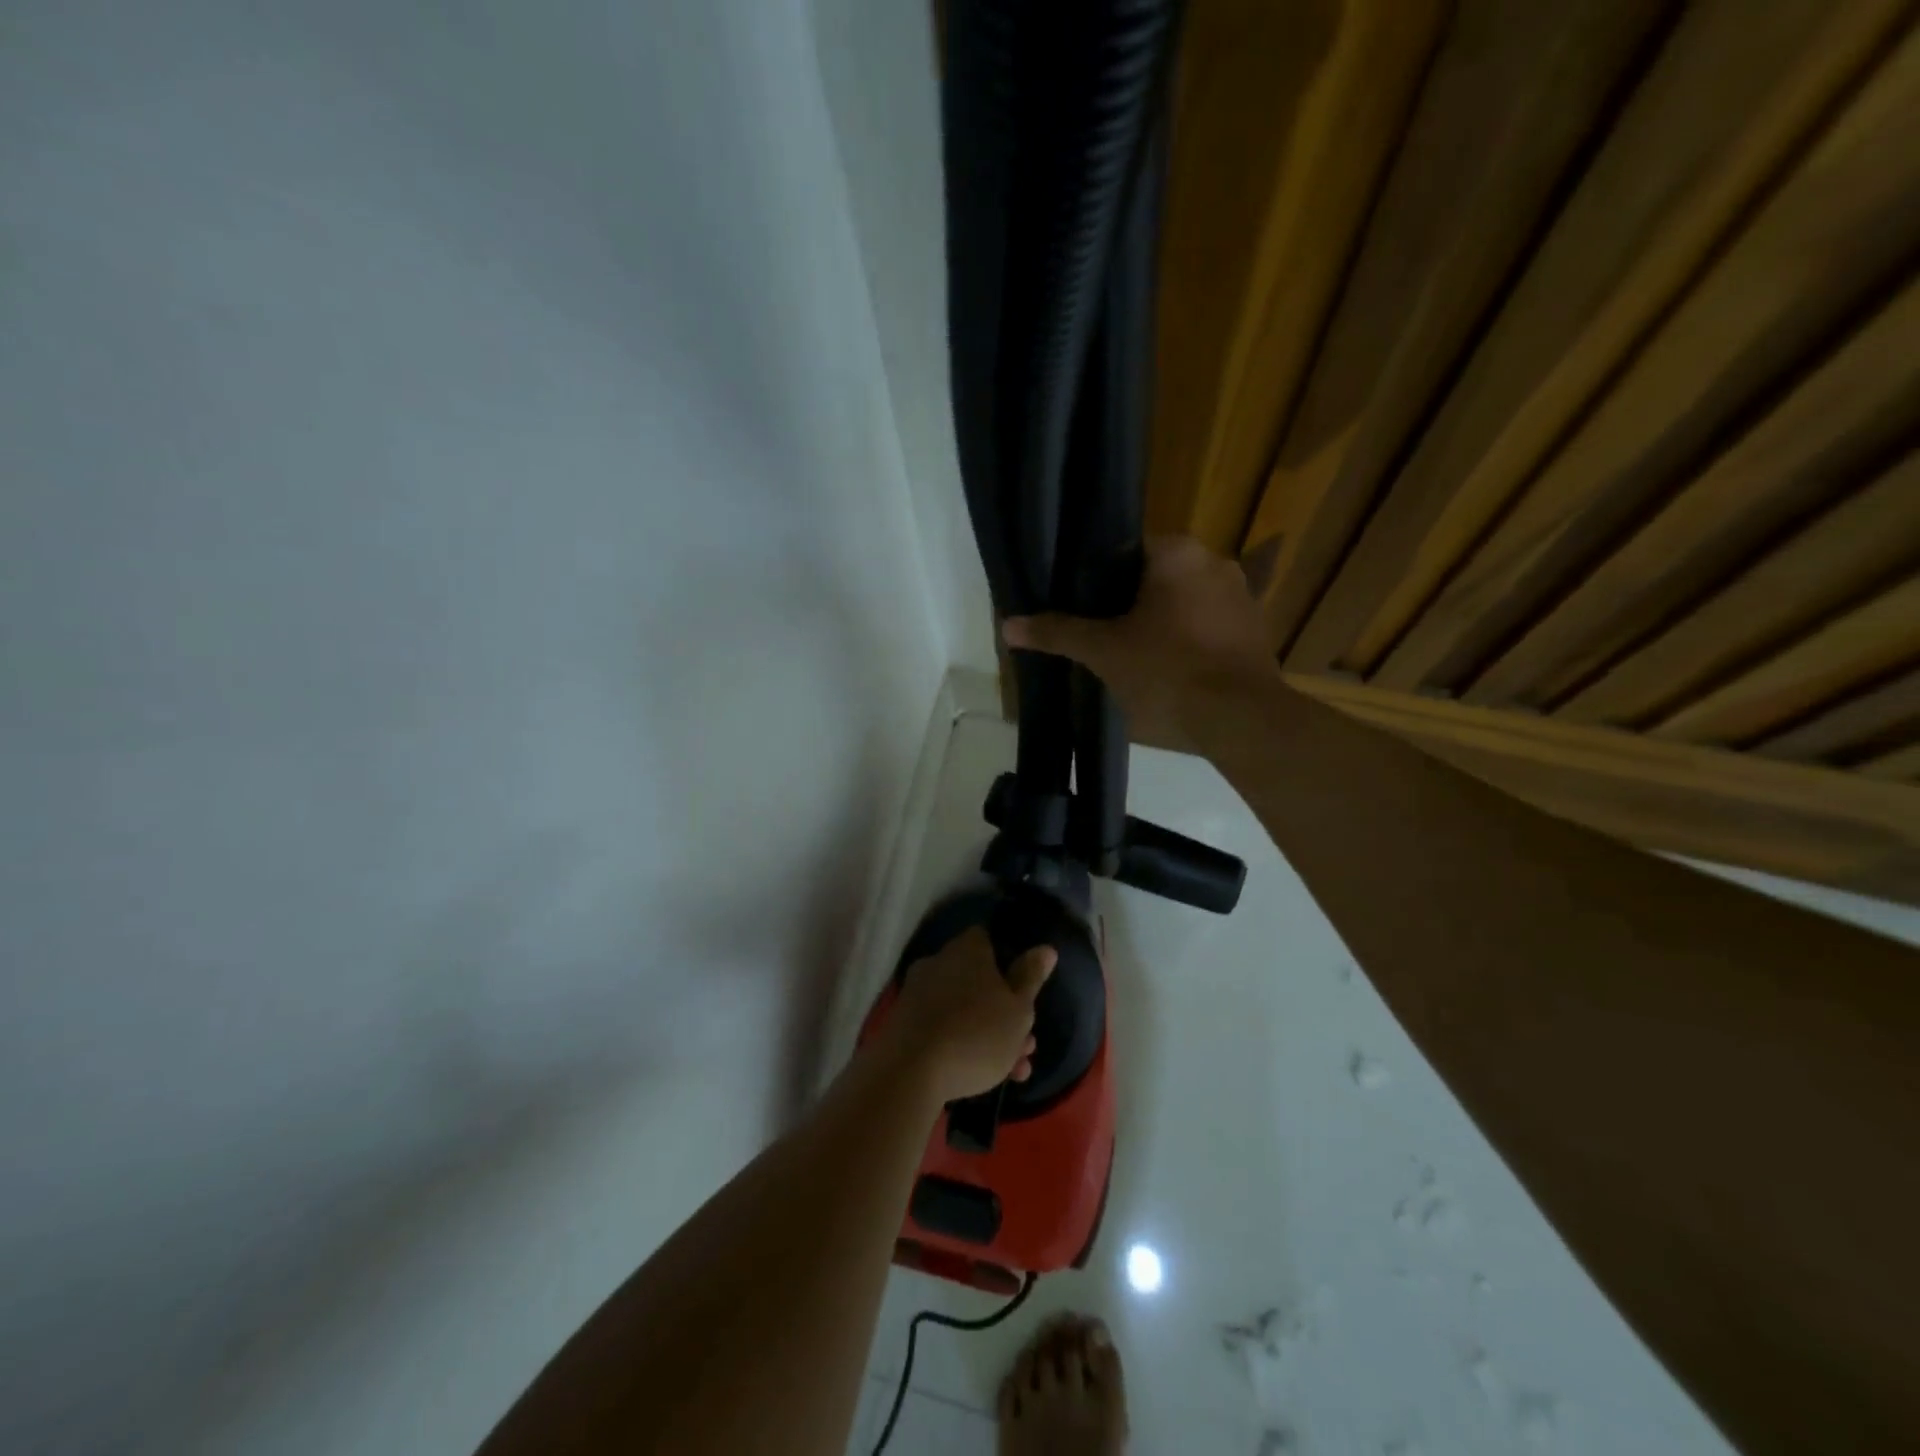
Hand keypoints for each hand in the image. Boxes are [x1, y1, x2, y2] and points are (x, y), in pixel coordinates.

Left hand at [884, 927, 1055, 1103]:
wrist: (910, 1071)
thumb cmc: (976, 1034)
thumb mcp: (1018, 1009)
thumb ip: (1031, 977)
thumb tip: (1045, 948)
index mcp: (968, 950)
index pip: (988, 940)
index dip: (1008, 962)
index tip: (1024, 991)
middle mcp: (939, 963)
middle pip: (979, 981)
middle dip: (1005, 1014)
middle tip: (1027, 1046)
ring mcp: (918, 993)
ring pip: (964, 1010)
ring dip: (990, 1036)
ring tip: (1015, 1073)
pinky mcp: (904, 1023)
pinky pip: (942, 1028)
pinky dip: (962, 1046)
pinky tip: (982, 1078)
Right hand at [1003, 535, 1278, 747]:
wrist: (1239, 718)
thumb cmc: (1166, 671)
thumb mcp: (1102, 652)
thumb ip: (1057, 633)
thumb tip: (1007, 625)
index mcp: (1177, 552)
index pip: (1125, 550)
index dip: (1097, 579)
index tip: (1082, 607)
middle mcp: (1215, 562)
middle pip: (1155, 577)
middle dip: (1129, 603)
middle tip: (1101, 635)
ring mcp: (1242, 597)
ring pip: (1184, 603)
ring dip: (1161, 623)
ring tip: (1133, 656)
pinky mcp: (1256, 632)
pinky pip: (1209, 627)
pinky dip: (1188, 642)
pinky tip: (1171, 672)